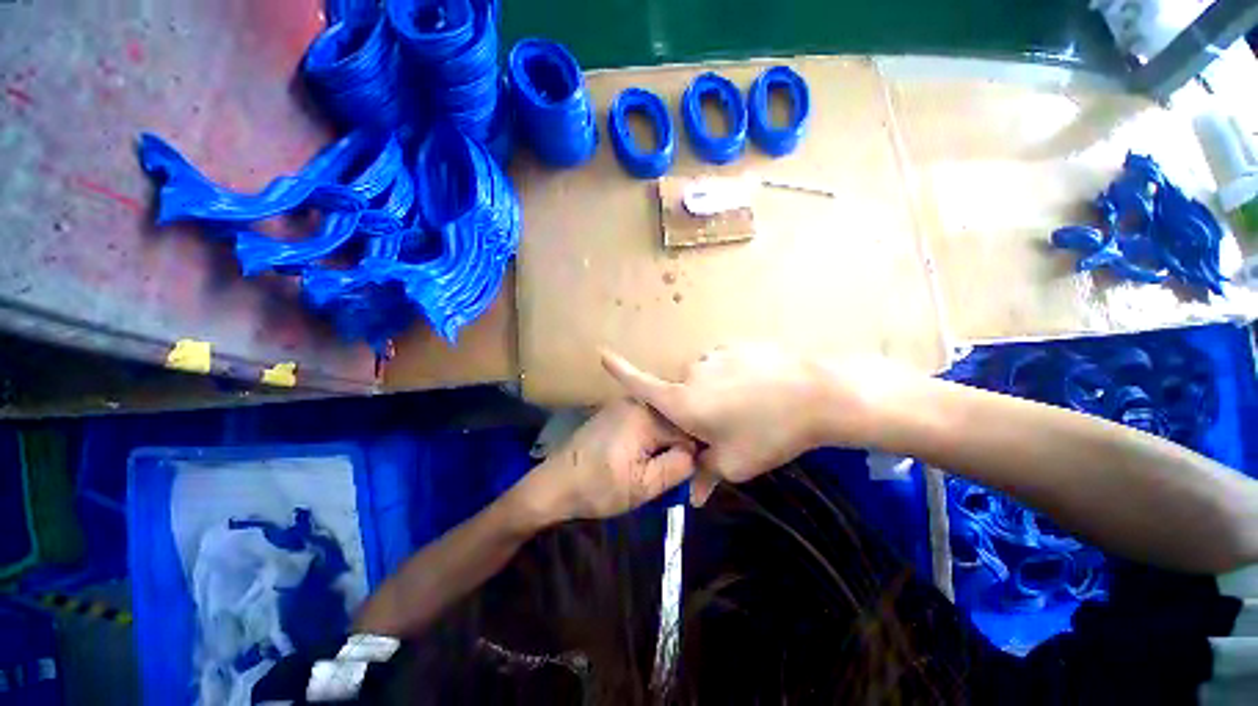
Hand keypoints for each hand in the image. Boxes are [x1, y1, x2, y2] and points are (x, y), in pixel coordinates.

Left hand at [517, 399, 696, 522]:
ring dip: (665, 444)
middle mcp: (637, 402)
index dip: (693, 453)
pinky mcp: (616, 412)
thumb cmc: (598, 487)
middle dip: (679, 447)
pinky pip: (646, 422)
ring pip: (661, 422)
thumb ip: (678, 467)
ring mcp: (624, 405)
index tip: (691, 475)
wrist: (554, 485)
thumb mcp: (644, 486)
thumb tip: (697, 453)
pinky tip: (645, 458)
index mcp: (646, 415)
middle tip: (675, 475)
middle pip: (674, 422)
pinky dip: (651, 439)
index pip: (688, 429)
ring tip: (659, 469)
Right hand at [602, 345, 911, 503]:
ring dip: (715, 394)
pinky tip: (759, 389)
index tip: (601, 354)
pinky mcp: (736, 346)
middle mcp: (691, 373)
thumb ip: (706, 474)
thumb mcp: (735, 463)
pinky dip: (732, 379)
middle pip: (681, 392)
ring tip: (748, 408)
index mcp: (683, 401)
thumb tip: (693, 498)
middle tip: (726, 426)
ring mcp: (714, 356)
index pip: (641, 384)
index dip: (620, 371)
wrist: (816, 394)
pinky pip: (723, 366)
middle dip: (694, 410)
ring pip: (704, 379)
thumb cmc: (768, 433)